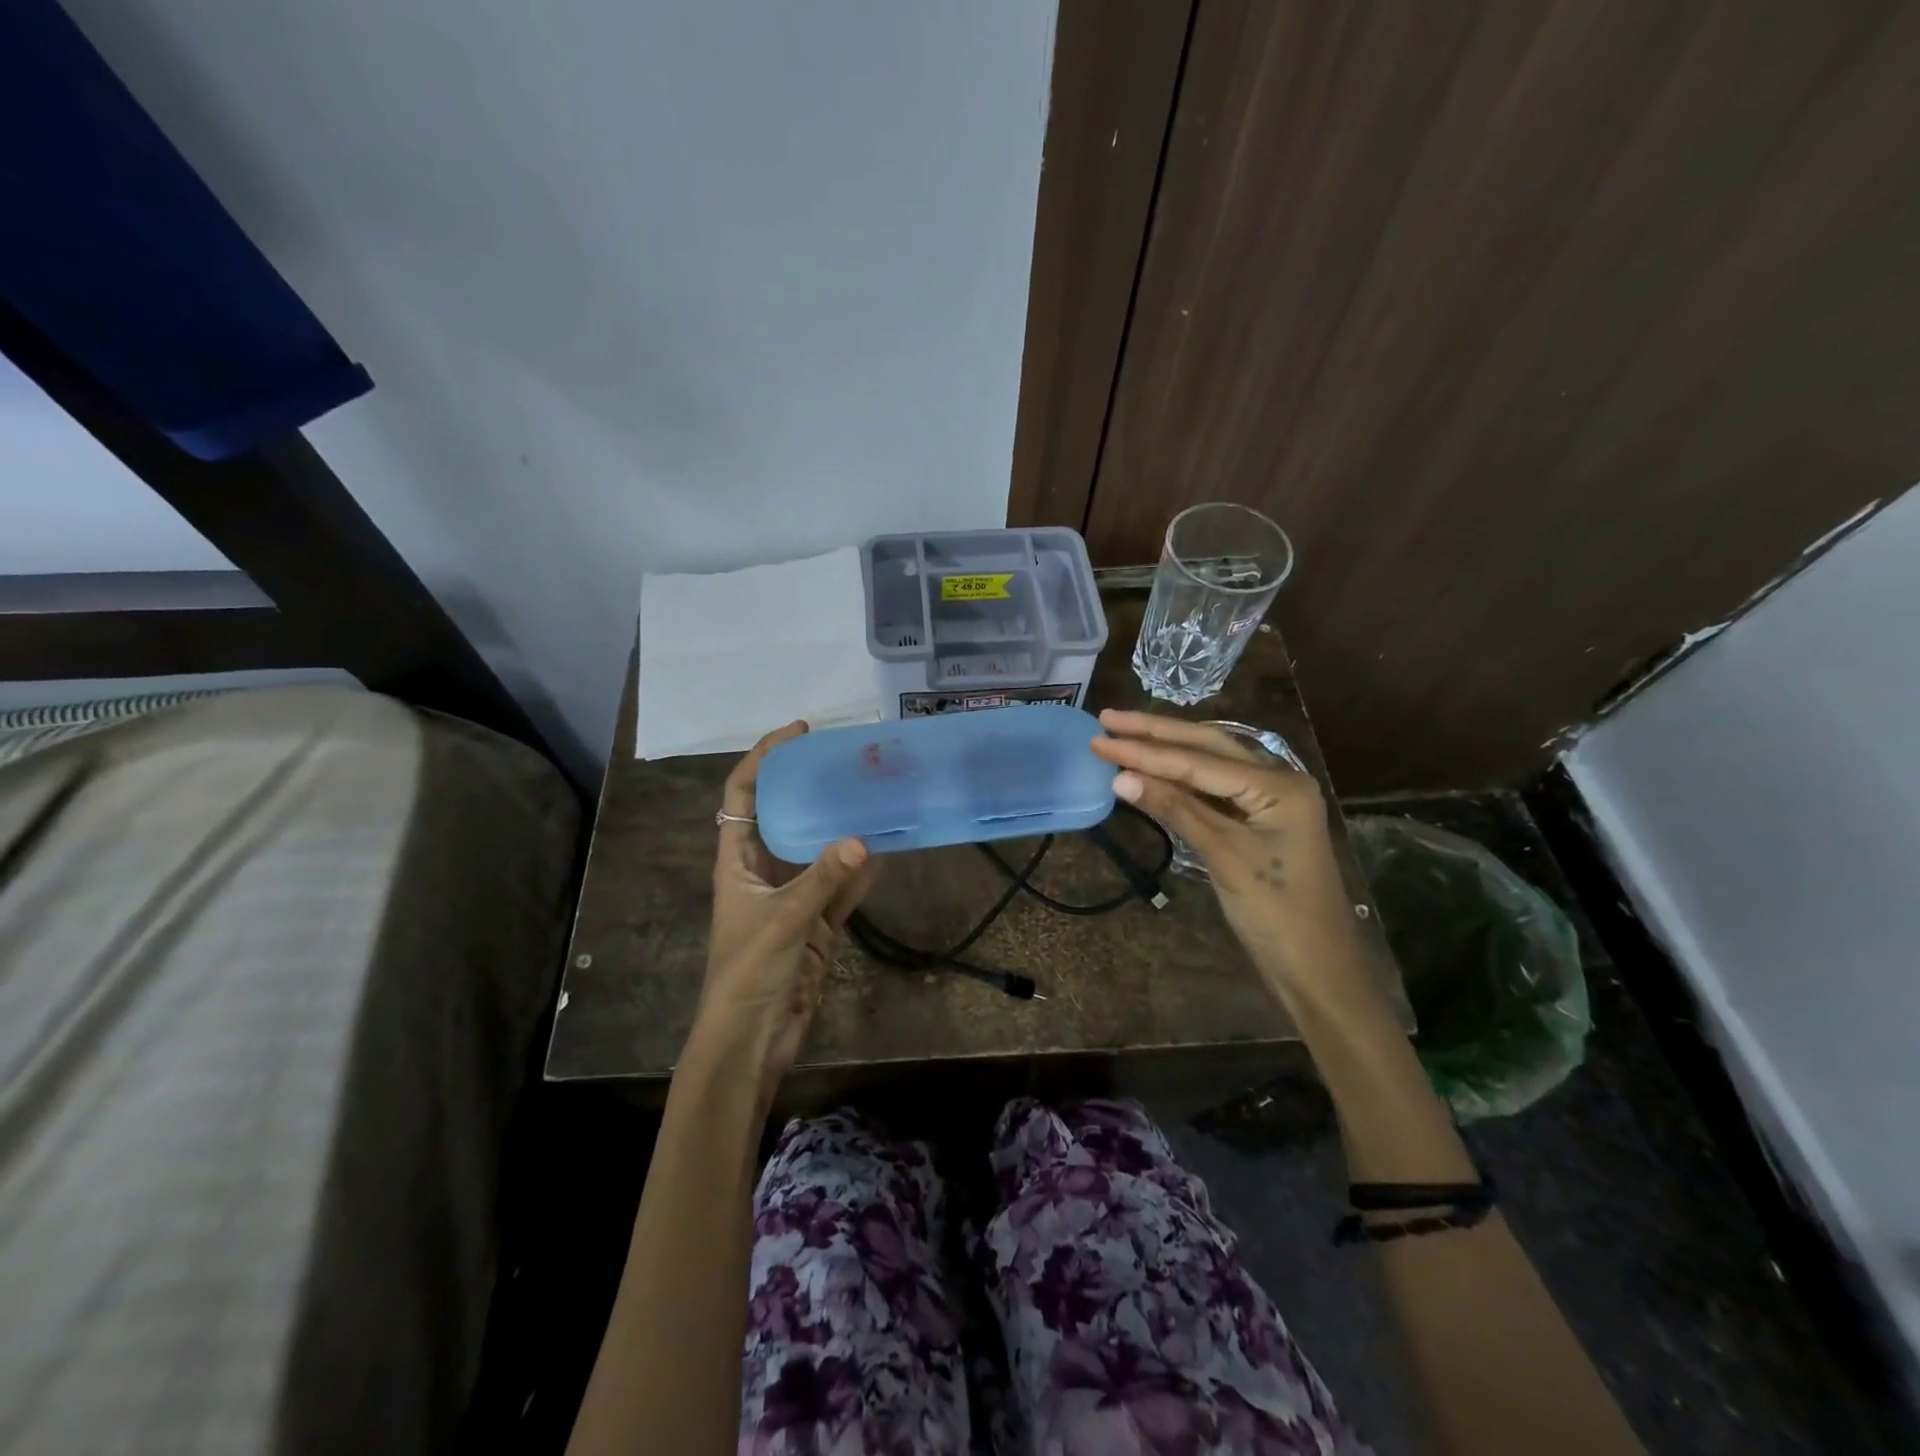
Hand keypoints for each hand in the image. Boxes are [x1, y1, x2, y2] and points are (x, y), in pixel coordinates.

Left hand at [693, 722, 881, 1100]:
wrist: (750, 1040)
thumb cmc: (747, 973)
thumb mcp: (782, 920)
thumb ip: (822, 880)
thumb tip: (862, 839)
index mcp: (736, 861)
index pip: (743, 795)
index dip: (765, 758)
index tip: (800, 732)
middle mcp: (763, 872)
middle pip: (786, 816)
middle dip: (813, 787)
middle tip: (849, 761)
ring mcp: (792, 899)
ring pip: (820, 851)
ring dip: (843, 828)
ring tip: (874, 794)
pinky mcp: (816, 925)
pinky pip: (842, 889)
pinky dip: (861, 872)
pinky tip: (886, 848)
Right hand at [1091, 710, 1366, 1010]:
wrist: (1317, 967)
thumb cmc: (1276, 913)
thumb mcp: (1223, 857)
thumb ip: (1175, 810)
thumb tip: (1120, 778)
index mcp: (1279, 785)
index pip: (1199, 760)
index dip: (1146, 750)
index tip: (1100, 740)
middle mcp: (1278, 779)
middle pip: (1208, 745)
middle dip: (1156, 732)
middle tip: (1108, 719)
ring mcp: (1269, 798)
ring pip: (1211, 762)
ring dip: (1167, 749)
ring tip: (1123, 734)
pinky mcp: (1258, 818)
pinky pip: (1214, 787)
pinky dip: (1180, 778)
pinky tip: (1152, 770)